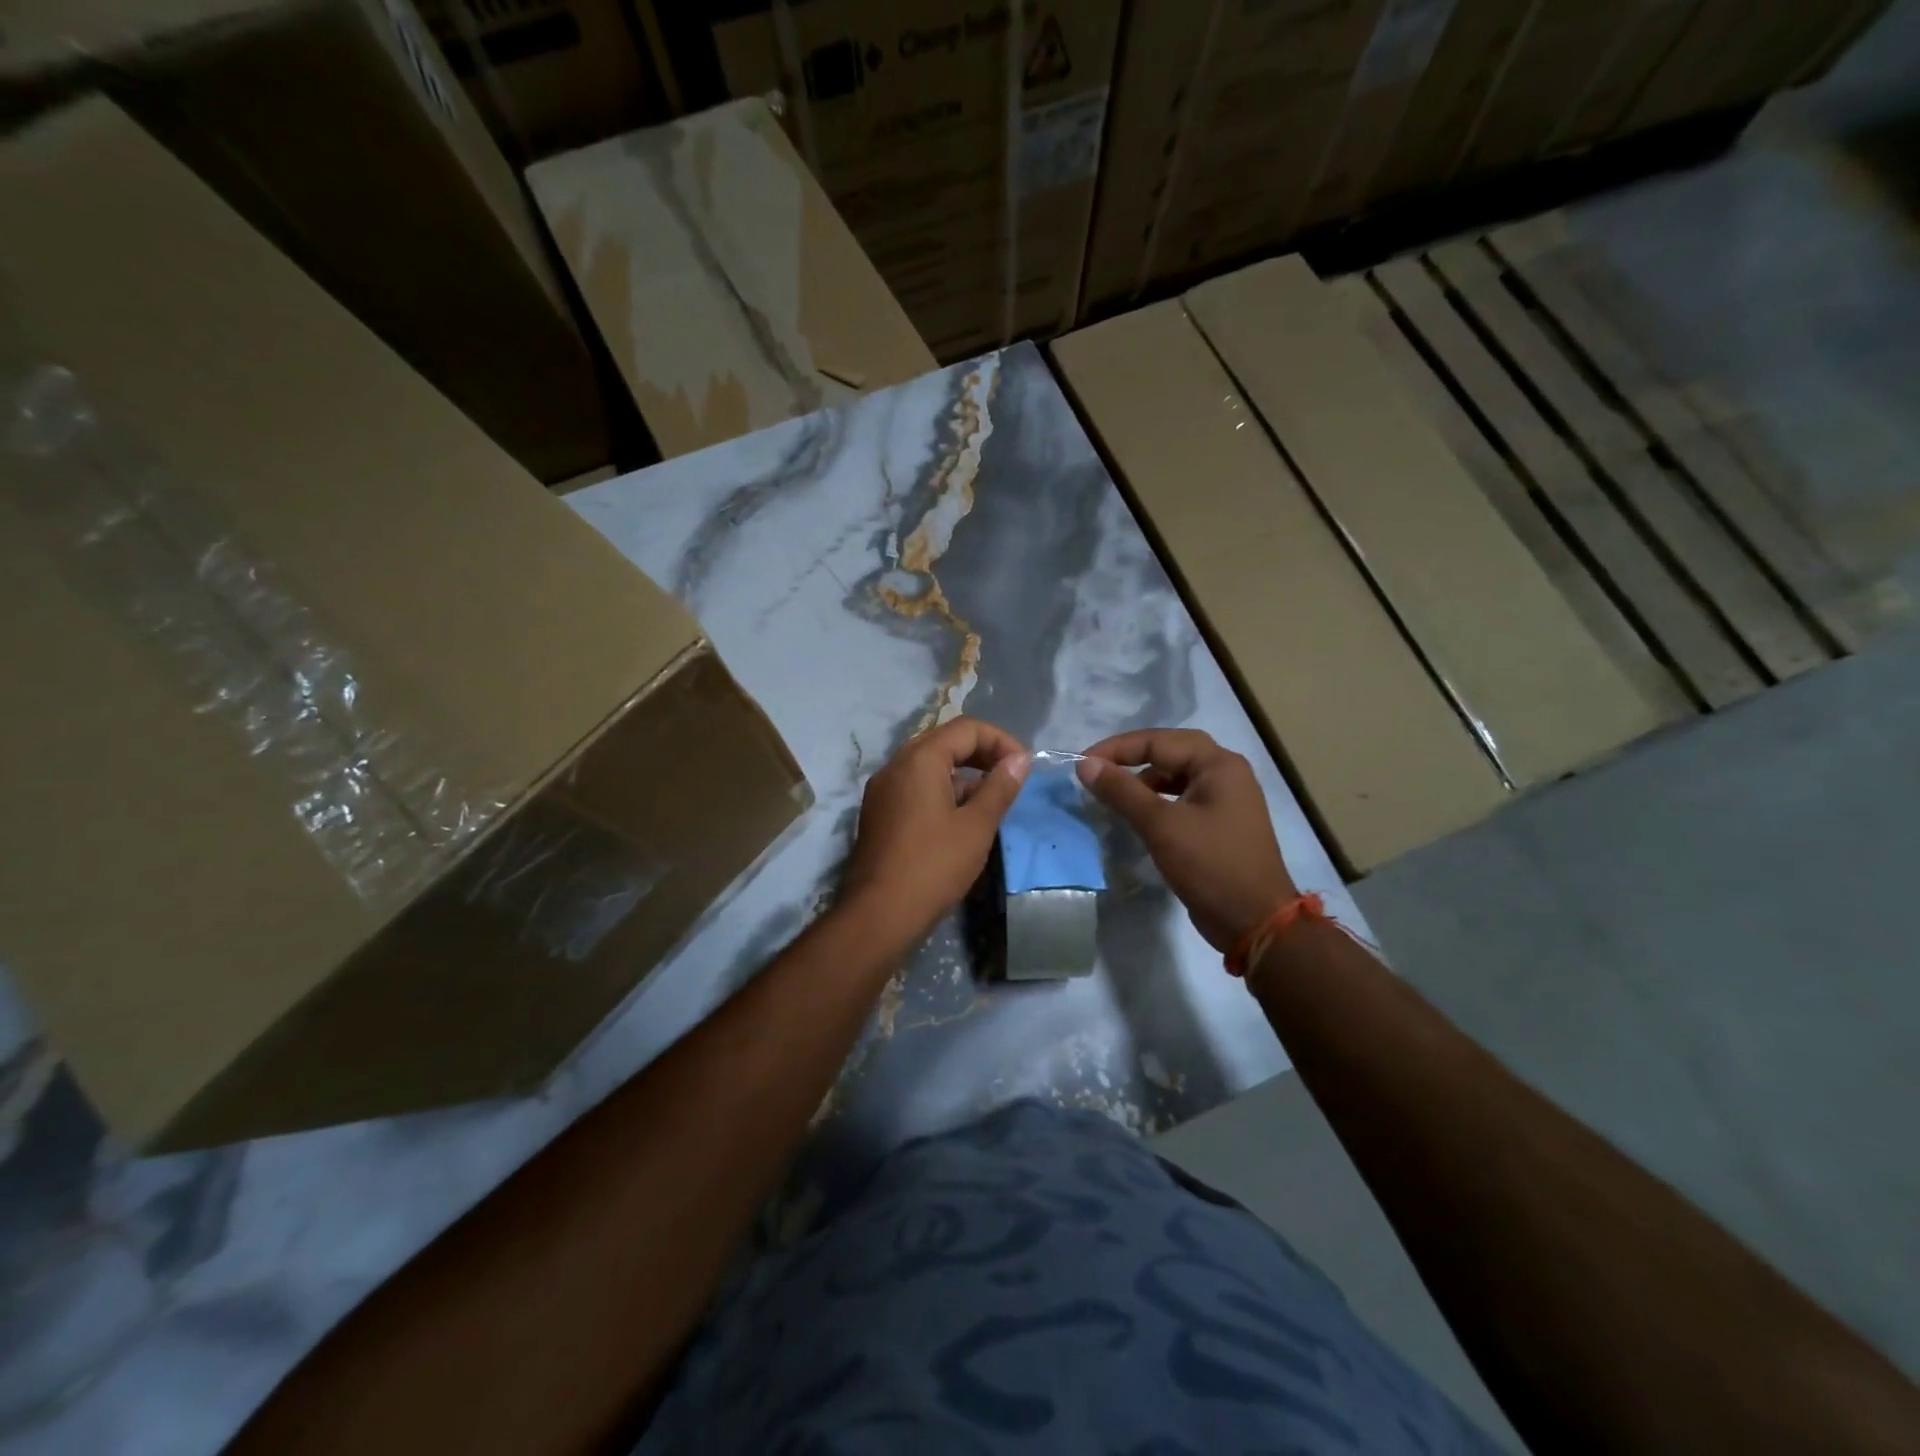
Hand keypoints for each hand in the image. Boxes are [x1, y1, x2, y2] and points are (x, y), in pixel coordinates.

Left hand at [839, 717, 1030, 949]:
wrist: (879, 914)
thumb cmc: (934, 866)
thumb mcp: (976, 826)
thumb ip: (1000, 787)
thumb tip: (1020, 759)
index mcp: (919, 759)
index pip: (966, 728)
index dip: (1001, 741)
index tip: (1023, 768)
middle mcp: (895, 766)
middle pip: (944, 742)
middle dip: (981, 755)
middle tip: (1009, 779)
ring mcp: (882, 790)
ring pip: (929, 767)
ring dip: (963, 777)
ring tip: (989, 805)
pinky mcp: (878, 814)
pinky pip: (914, 788)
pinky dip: (941, 793)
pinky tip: (960, 822)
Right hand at [1077, 729, 1295, 952]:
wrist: (1255, 921)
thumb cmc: (1210, 865)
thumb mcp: (1161, 825)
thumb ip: (1121, 791)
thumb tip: (1085, 764)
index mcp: (1218, 764)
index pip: (1159, 741)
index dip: (1117, 748)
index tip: (1081, 763)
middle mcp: (1225, 773)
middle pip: (1170, 752)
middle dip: (1131, 758)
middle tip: (1096, 769)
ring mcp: (1225, 799)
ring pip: (1176, 776)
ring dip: (1143, 780)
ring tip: (1112, 793)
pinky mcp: (1219, 824)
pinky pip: (1182, 798)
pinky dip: (1156, 801)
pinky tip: (1137, 815)